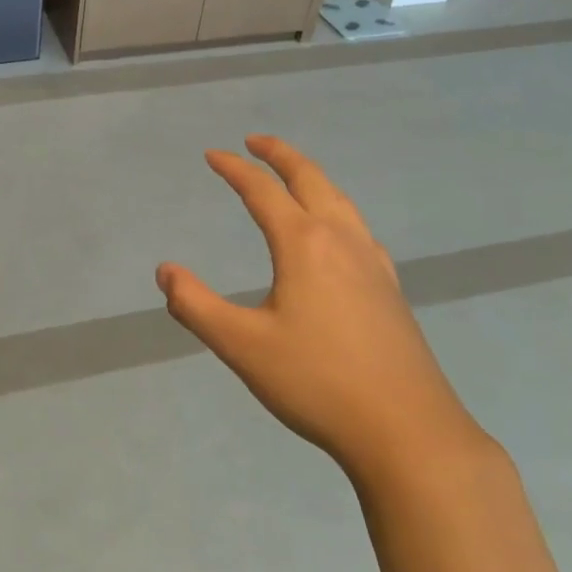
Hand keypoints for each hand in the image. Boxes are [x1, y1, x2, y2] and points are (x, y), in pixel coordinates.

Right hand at [155, 136, 483, 484]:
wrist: (407, 430)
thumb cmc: (316, 383)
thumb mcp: (241, 345)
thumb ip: (195, 305)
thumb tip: (165, 271)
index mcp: (304, 244)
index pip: (262, 191)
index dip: (235, 168)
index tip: (212, 155)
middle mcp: (342, 240)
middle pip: (310, 180)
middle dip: (280, 155)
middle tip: (255, 141)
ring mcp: (373, 263)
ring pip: (341, 201)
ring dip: (312, 178)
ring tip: (294, 176)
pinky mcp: (390, 289)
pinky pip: (359, 229)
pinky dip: (337, 210)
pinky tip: (339, 234)